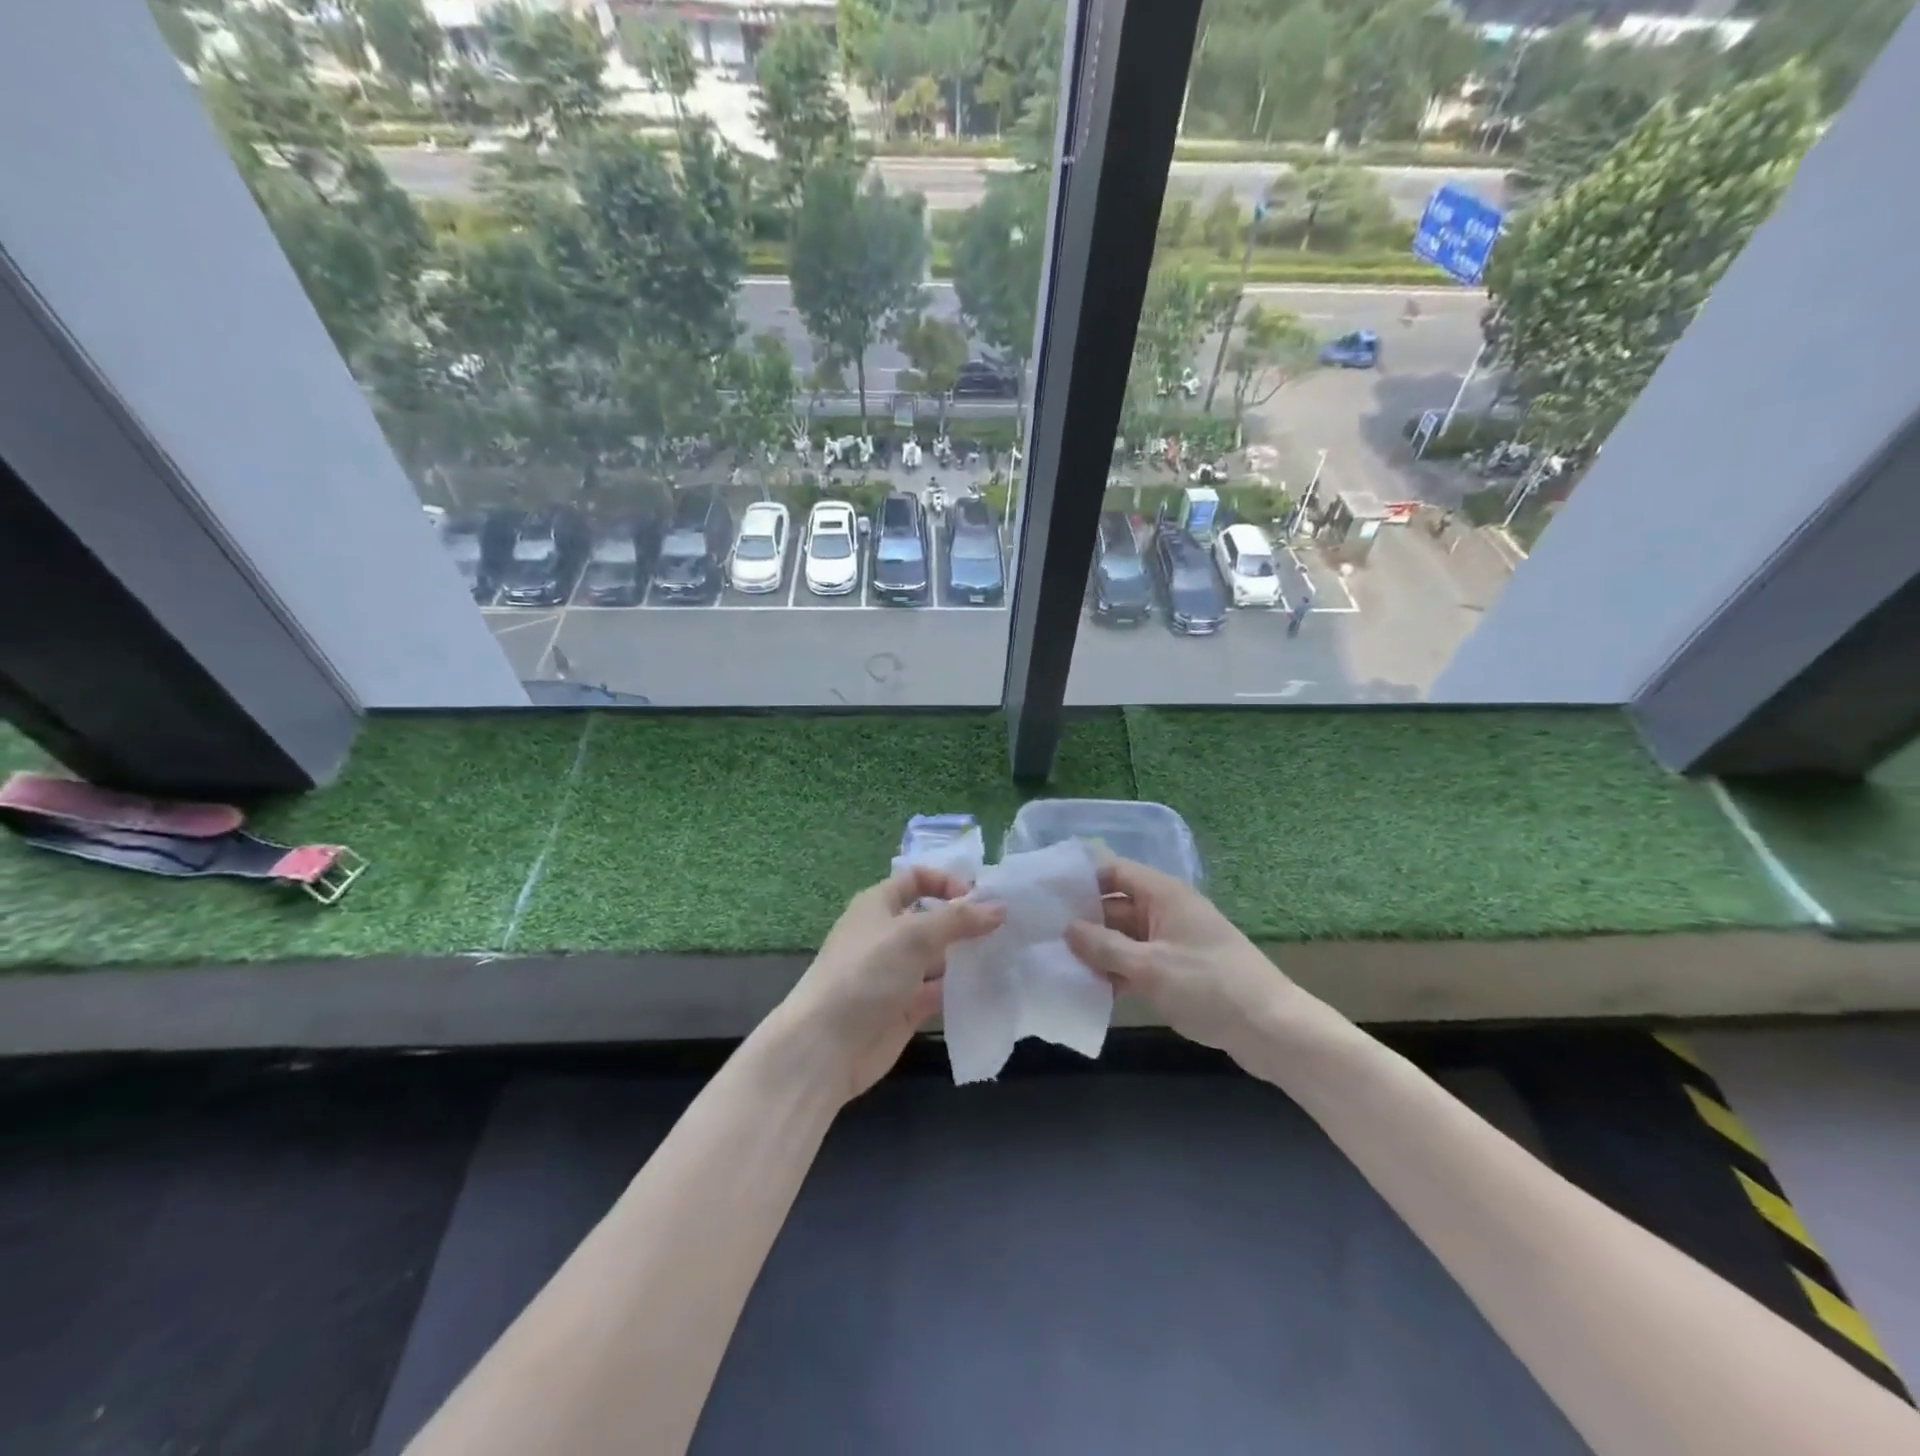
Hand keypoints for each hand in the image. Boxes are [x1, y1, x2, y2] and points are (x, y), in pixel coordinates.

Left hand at [778, 866, 1004, 1103]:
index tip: (979, 899)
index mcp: (878, 905)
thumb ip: (958, 920)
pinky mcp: (906, 1007)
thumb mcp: (913, 935)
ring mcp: (896, 973)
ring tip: (1008, 956)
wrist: (826, 1046)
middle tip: (1007, 928)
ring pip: (939, 956)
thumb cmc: (865, 974)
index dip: (947, 883)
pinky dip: (962, 988)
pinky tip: (992, 987)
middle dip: (965, 921)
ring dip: (968, 955)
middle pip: (932, 918)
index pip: (916, 879)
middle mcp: (887, 934)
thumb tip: (999, 906)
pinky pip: (940, 990)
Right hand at [1064, 857, 1298, 1068]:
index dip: (1080, 878)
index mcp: (1163, 894)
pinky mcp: (1177, 970)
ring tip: (1056, 963)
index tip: (1044, 893)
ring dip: (1097, 950)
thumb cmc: (1210, 986)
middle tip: (1040, 935)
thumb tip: (1067, 928)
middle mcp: (1166, 911)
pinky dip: (1116, 972)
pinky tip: (1089, 988)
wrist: (1272, 1029)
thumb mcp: (1150, 967)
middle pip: (1115, 905)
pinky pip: (1137, 961)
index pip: (1113, 871)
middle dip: (1082, 920)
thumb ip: (1105, 947)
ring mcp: (1172, 941)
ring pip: (1124, 937)